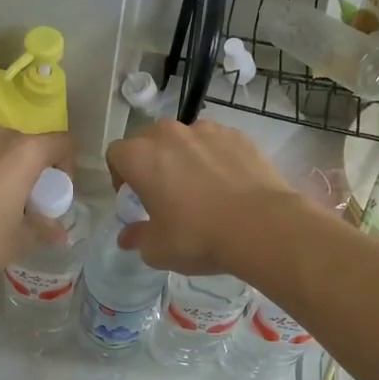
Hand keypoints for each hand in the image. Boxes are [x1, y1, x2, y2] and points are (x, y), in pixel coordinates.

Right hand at [105, 119, 302, 275]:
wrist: (262, 225)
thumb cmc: (199, 237)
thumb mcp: (158, 249)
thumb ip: (137, 238)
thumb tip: (128, 236)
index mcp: (141, 157)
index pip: (116, 155)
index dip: (120, 177)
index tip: (134, 198)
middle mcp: (169, 134)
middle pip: (148, 140)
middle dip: (151, 162)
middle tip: (164, 192)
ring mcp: (206, 130)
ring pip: (184, 139)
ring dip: (183, 156)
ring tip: (200, 187)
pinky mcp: (237, 135)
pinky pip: (215, 143)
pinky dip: (215, 157)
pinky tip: (228, 185)